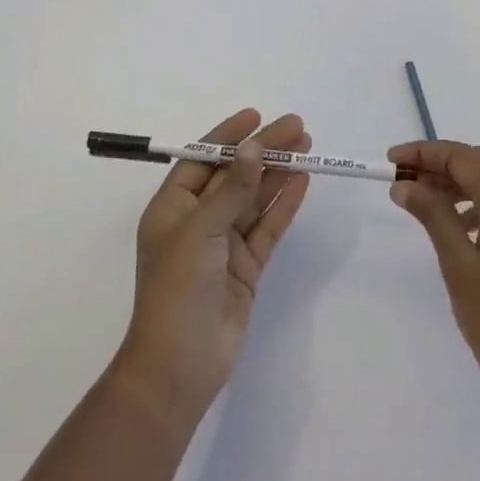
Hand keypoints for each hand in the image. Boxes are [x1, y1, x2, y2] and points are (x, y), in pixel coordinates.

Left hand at [116, 110, 311, 418]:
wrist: (180, 365)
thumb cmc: (177, 288)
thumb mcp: (200, 231)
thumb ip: (232, 190)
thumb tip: (254, 149)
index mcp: (172, 208)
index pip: (202, 160)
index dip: (228, 137)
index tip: (256, 115)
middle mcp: (198, 221)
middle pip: (235, 175)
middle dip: (263, 150)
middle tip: (297, 127)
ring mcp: (223, 245)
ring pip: (255, 198)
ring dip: (278, 172)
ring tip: (307, 146)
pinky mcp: (246, 267)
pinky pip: (268, 227)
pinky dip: (284, 204)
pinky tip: (303, 181)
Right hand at [388, 140, 479, 418]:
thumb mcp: (457, 264)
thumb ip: (432, 215)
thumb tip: (404, 184)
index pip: (465, 158)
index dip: (426, 153)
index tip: (391, 160)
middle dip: (441, 164)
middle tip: (402, 179)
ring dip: (458, 183)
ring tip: (422, 201)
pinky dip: (477, 204)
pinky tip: (455, 226)